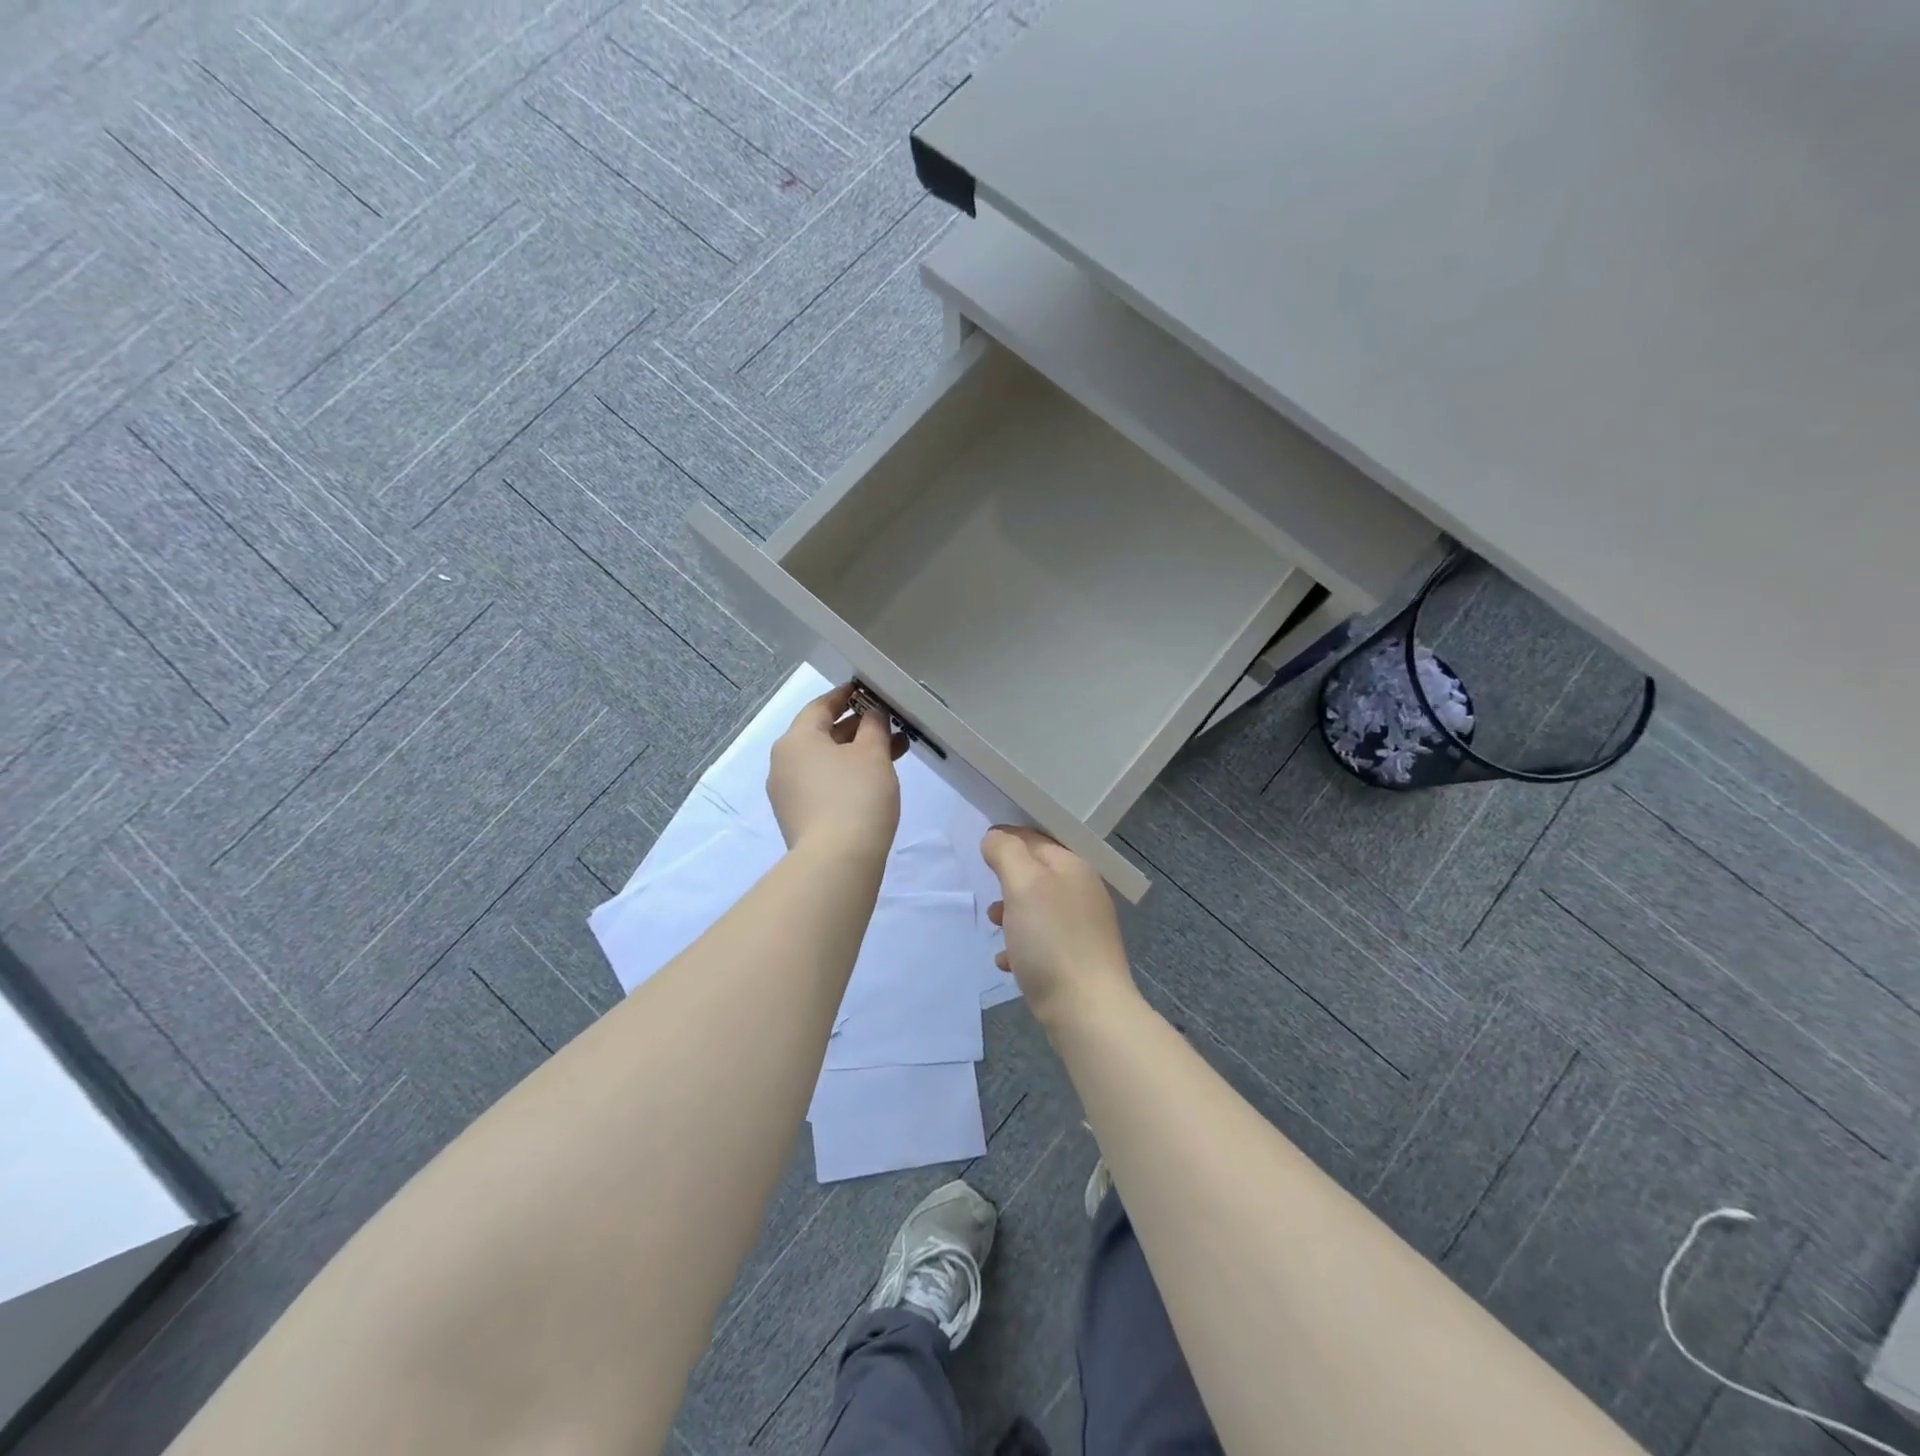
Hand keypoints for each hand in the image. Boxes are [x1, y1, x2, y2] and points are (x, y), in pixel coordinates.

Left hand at [767, 683, 904, 859]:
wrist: (837, 862)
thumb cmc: (856, 796)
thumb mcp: (872, 754)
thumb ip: (874, 726)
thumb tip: (871, 713)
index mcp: (795, 740)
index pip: (820, 706)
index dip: (846, 696)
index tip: (867, 691)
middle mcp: (783, 763)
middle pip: (821, 734)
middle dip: (857, 728)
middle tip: (889, 724)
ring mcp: (787, 794)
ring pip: (825, 762)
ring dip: (856, 754)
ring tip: (894, 752)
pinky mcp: (798, 818)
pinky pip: (823, 784)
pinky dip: (846, 775)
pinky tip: (874, 780)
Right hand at [982, 826, 1136, 1028]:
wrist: (1087, 1011)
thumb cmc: (1051, 940)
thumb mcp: (1023, 885)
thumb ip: (1006, 853)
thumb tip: (996, 837)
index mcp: (1074, 867)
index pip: (1035, 839)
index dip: (1007, 838)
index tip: (980, 846)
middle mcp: (1083, 892)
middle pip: (1036, 875)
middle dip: (1008, 881)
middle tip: (987, 891)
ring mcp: (1083, 928)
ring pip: (1037, 909)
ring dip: (1011, 914)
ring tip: (994, 926)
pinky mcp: (1077, 960)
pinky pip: (1042, 942)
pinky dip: (1022, 946)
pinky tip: (1007, 962)